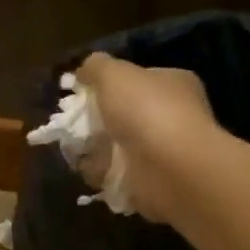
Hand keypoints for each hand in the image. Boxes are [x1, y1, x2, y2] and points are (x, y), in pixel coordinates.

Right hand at [74, 54, 217, 222]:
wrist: (171, 169)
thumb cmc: (146, 111)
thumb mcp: (113, 74)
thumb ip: (96, 67)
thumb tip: (84, 71)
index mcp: (174, 84)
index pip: (139, 79)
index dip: (109, 83)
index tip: (83, 92)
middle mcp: (174, 115)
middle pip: (126, 114)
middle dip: (98, 120)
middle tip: (74, 124)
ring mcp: (165, 151)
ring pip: (120, 147)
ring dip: (96, 150)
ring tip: (75, 149)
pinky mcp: (154, 182)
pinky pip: (119, 175)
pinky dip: (102, 174)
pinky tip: (89, 170)